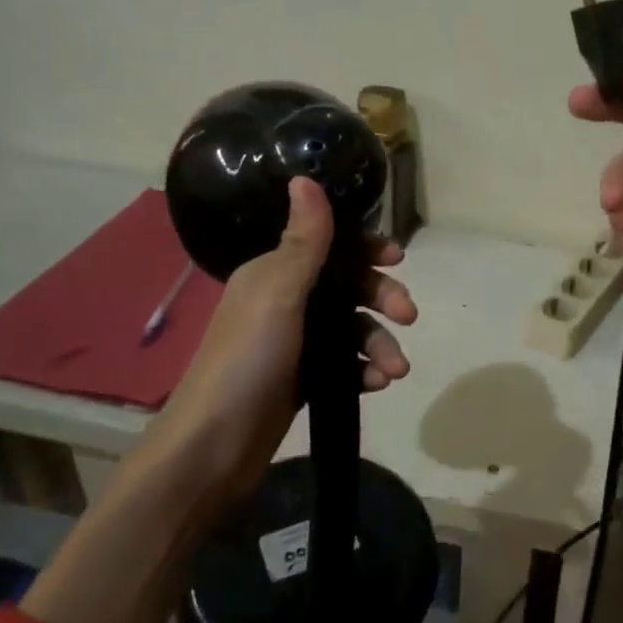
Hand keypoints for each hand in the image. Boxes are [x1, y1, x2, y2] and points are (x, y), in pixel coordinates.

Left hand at [141, 175, 416, 511]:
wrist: (214, 445)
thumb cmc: (248, 359)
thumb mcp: (279, 293)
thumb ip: (304, 241)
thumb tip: (305, 177)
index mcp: (274, 273)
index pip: (329, 245)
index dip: (365, 248)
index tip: (398, 258)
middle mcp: (285, 302)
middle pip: (348, 287)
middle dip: (382, 298)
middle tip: (408, 315)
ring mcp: (295, 343)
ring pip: (352, 329)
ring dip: (380, 343)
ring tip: (396, 370)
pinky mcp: (304, 379)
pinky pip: (345, 363)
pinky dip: (364, 369)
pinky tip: (377, 384)